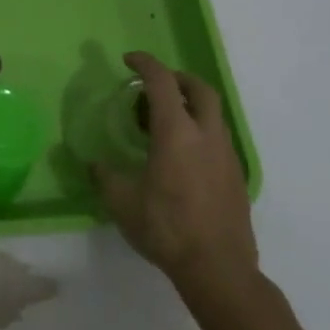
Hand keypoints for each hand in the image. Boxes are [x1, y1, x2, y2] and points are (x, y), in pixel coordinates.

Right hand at [91, 52, 259, 310]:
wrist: (218, 268)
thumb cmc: (166, 228)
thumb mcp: (122, 202)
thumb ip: (104, 176)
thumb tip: (93, 163)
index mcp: (177, 133)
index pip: (162, 82)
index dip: (145, 64)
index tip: (128, 60)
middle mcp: (207, 136)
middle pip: (199, 89)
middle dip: (176, 78)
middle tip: (153, 86)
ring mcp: (227, 155)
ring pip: (212, 113)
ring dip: (188, 105)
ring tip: (161, 124)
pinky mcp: (236, 176)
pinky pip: (217, 138)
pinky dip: (198, 131)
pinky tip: (180, 156)